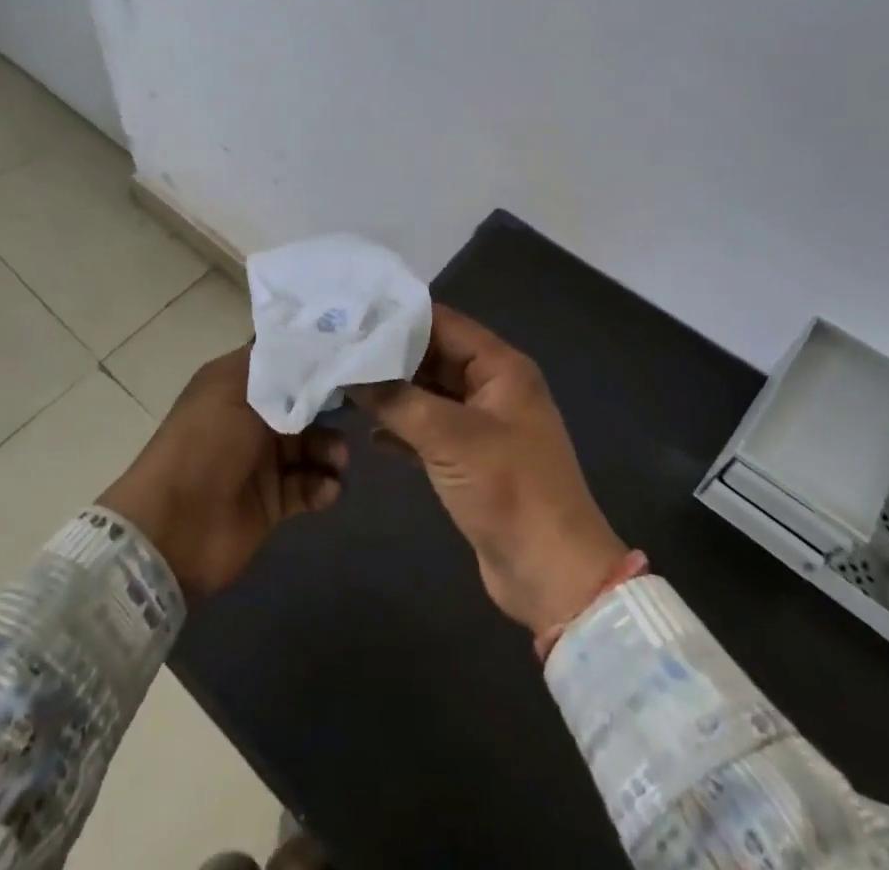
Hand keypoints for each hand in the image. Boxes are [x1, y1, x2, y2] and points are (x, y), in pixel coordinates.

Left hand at [98, 344, 347, 601]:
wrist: (175, 527)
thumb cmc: (206, 443)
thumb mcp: (237, 389)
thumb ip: (281, 370)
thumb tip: (316, 348)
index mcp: (235, 383)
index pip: (282, 362)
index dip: (313, 359)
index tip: (350, 358)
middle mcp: (249, 416)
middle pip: (303, 404)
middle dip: (329, 409)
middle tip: (356, 414)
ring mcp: (261, 460)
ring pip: (310, 445)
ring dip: (329, 450)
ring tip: (338, 460)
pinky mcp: (272, 500)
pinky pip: (307, 486)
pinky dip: (321, 486)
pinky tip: (327, 488)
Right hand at [357, 305, 625, 636]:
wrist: (551, 574)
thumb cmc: (508, 490)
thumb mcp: (449, 438)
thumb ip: (397, 400)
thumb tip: (349, 374)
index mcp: (500, 367)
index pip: (442, 323)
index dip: (398, 316)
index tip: (351, 313)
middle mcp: (492, 387)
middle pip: (432, 356)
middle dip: (388, 355)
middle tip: (337, 349)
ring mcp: (481, 424)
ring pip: (428, 393)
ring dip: (391, 393)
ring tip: (342, 384)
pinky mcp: (470, 459)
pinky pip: (429, 430)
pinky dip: (401, 428)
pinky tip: (367, 433)